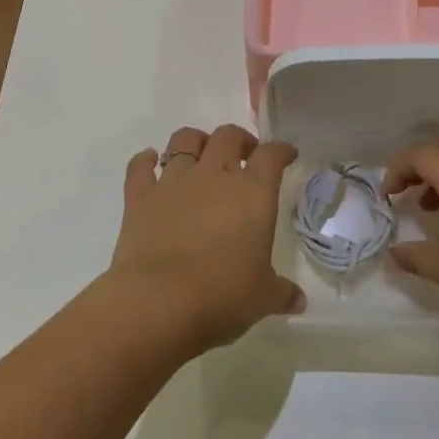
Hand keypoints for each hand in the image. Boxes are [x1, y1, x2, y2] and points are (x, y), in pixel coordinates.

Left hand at [108, 124, 304, 354]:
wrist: (158, 302)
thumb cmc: (221, 296)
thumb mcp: (262, 298)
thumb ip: (282, 293)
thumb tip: (298, 301)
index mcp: (253, 192)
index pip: (271, 155)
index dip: (281, 150)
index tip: (286, 154)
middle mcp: (214, 175)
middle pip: (228, 136)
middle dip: (240, 140)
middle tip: (244, 155)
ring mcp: (174, 182)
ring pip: (184, 140)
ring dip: (195, 141)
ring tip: (201, 154)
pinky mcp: (139, 197)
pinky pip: (140, 166)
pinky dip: (144, 160)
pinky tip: (149, 162)